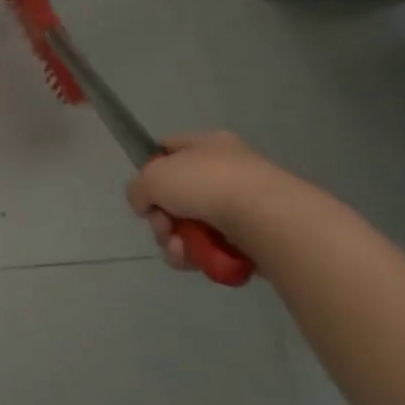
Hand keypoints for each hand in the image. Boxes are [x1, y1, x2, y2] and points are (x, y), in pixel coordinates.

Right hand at [124, 131, 322, 271]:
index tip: (145, 190)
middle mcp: (227, 169)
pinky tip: (195, 260)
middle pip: (177, 195)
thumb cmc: (206, 184)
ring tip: (179, 251)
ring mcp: (244, 204)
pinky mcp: (256, 236)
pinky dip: (200, 255)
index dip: (150, 167)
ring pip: (192, 225)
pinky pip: (215, 246)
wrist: (267, 219)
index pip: (169, 148)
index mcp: (207, 144)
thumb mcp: (152, 178)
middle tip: (162, 227)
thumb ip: (137, 189)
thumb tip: (146, 206)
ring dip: (176, 241)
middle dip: (162, 218)